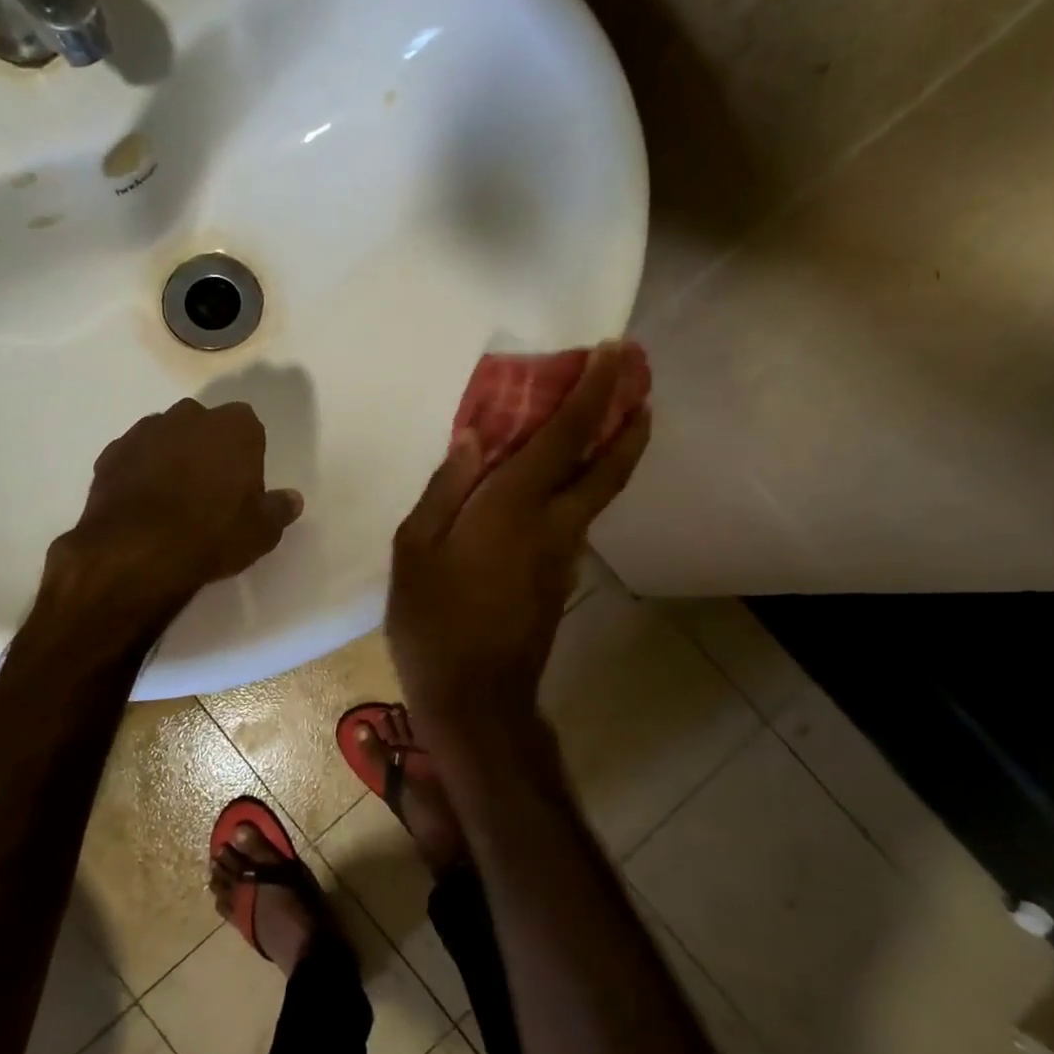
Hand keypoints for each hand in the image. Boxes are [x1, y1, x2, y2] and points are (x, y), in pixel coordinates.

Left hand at [39, 399, 303, 641]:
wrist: (137, 550)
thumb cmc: (213, 534)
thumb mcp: (262, 531)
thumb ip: (279, 509)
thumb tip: (292, 499)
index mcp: (235, 427)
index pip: (248, 427)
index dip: (246, 455)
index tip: (243, 485)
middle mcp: (190, 416)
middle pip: (205, 426)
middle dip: (207, 448)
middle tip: (209, 490)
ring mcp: (146, 431)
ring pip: (166, 438)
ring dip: (171, 458)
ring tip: (172, 500)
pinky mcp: (112, 452)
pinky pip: (134, 457)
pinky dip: (139, 473)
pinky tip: (142, 505)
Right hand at [387, 344, 649, 721]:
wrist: (476, 700)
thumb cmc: (433, 621)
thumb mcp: (414, 549)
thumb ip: (446, 487)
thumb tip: (473, 437)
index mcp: (513, 507)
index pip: (564, 436)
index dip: (594, 391)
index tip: (616, 352)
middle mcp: (553, 524)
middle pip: (609, 464)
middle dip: (629, 416)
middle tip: (639, 379)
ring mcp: (564, 555)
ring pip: (600, 491)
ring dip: (612, 448)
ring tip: (607, 415)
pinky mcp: (561, 578)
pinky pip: (577, 515)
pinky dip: (583, 482)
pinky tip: (557, 479)